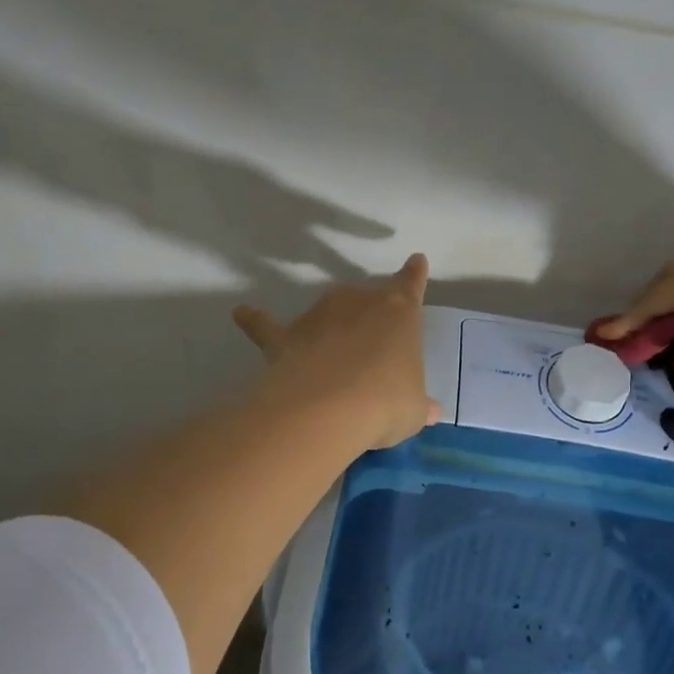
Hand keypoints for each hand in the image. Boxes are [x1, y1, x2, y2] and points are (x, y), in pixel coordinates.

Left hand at [233, 254, 442, 449]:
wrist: (326, 410)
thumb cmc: (385, 402)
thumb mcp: (413, 410)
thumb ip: (419, 405)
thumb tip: (431, 411)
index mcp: (399, 312)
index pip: (411, 285)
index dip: (414, 275)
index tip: (416, 261)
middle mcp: (358, 301)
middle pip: (365, 299)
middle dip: (368, 318)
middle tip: (371, 349)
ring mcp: (318, 315)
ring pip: (326, 312)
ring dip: (329, 327)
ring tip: (331, 358)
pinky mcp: (284, 336)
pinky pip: (267, 325)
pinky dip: (254, 320)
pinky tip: (241, 313)